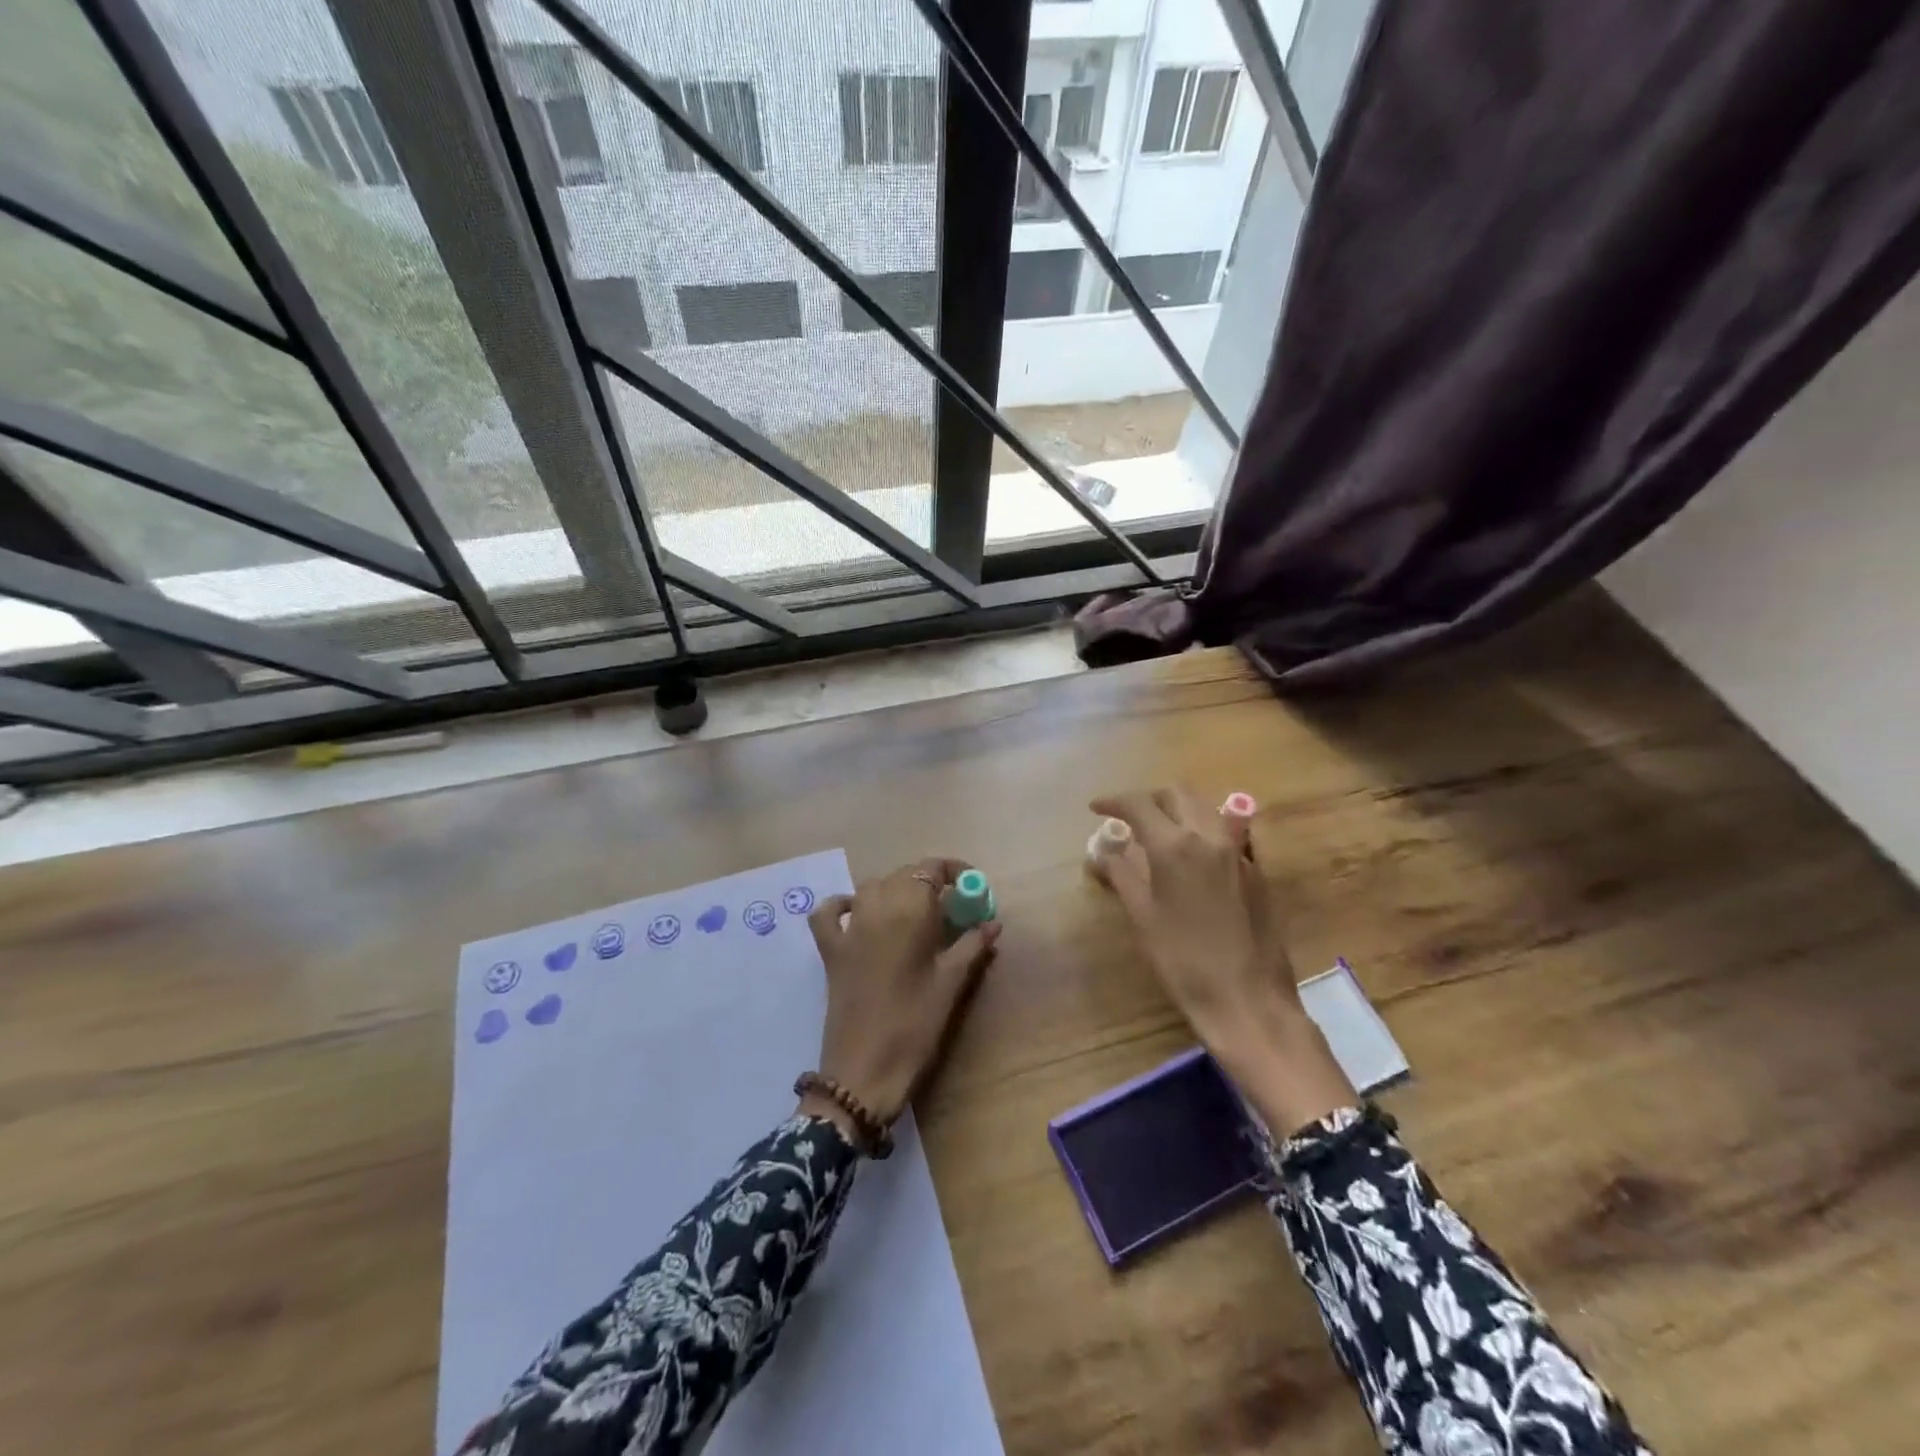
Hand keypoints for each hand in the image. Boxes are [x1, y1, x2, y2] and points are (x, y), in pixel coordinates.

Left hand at [802, 858, 1000, 1139]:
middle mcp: (876, 906)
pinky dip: (842, 905)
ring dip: (896, 891)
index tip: (972, 887)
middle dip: (929, 883)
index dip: (954, 871)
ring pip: (872, 887)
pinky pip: (830, 912)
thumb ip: (973, 945)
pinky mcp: (830, 948)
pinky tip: (859, 914)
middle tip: (952, 908)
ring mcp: (849, 926)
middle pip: (904, 875)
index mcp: (909, 910)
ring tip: (916, 914)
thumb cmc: (916, 1023)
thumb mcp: (952, 983)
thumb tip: (993, 923)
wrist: (864, 1068)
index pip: (931, 869)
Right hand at [1091, 787, 1356, 1134]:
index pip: (1139, 805)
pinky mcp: (1257, 869)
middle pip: (1177, 794)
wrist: (1248, 999)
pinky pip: (1228, 831)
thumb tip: (1102, 854)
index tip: (1096, 808)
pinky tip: (1194, 854)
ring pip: (1206, 807)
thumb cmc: (1184, 961)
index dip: (1114, 802)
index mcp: (1176, 846)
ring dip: (1179, 808)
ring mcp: (1239, 851)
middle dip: (1150, 798)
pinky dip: (1204, 828)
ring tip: (1160, 830)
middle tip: (1130, 818)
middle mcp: (1210, 836)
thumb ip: (1122, 876)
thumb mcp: (1143, 917)